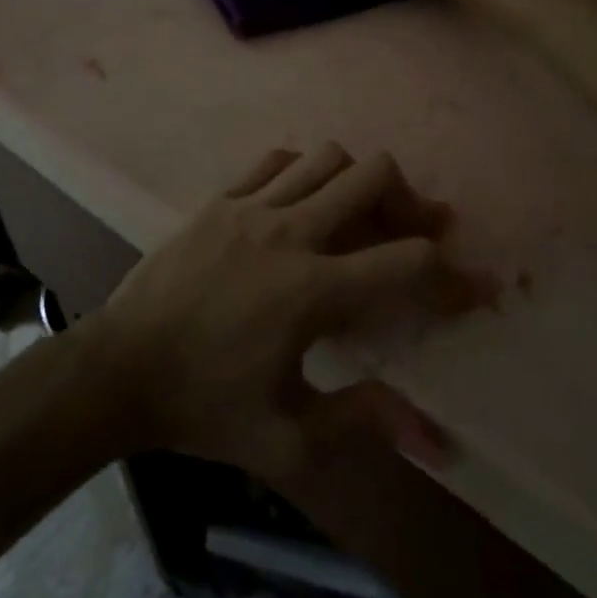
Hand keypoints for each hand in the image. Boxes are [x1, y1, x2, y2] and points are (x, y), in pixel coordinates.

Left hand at [87, 143, 494, 483]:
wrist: (121, 368)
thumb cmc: (205, 407)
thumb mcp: (289, 438)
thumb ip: (364, 423)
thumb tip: (438, 440)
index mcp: (312, 291)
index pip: (405, 261)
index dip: (453, 274)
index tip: (475, 287)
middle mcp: (290, 233)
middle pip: (372, 176)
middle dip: (408, 200)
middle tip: (415, 229)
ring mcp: (251, 207)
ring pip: (326, 157)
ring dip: (355, 180)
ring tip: (358, 214)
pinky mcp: (220, 199)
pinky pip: (276, 160)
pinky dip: (303, 171)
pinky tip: (301, 203)